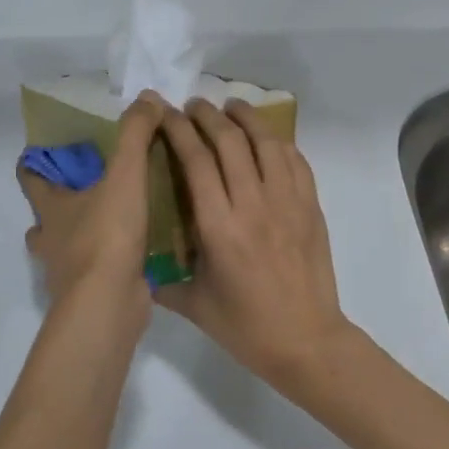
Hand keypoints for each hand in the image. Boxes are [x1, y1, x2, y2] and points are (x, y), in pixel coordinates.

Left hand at [19, 93, 165, 325]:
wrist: (108, 304)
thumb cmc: (107, 236)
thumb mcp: (125, 176)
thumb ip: (135, 135)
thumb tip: (148, 97)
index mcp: (51, 209)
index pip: (29, 179)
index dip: (31, 164)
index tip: (40, 152)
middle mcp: (51, 240)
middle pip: (43, 218)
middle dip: (57, 205)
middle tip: (86, 189)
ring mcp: (67, 271)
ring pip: (65, 248)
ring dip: (80, 235)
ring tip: (112, 222)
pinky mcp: (90, 294)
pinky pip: (94, 271)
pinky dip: (106, 262)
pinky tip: (133, 254)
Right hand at [157, 99, 349, 387]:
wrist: (307, 343)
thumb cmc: (245, 328)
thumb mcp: (193, 304)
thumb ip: (162, 279)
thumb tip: (136, 263)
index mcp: (219, 228)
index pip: (195, 160)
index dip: (178, 129)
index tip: (165, 113)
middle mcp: (253, 206)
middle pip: (230, 141)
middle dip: (208, 115)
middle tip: (193, 105)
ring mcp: (288, 204)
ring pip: (267, 143)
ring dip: (247, 118)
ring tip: (231, 106)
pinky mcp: (312, 209)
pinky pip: (297, 162)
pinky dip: (279, 143)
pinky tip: (267, 140)